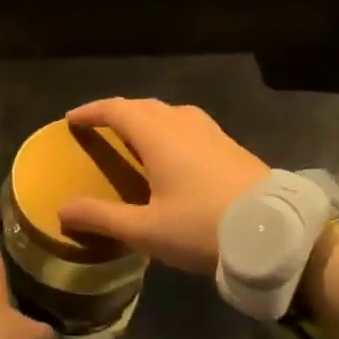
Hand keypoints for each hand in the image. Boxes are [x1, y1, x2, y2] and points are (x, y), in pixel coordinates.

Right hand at [55, 98, 269, 275]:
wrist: (276, 233)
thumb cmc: (204, 228)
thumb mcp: (146, 230)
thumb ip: (102, 218)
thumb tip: (61, 210)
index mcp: (159, 136)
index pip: (118, 109)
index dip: (92, 111)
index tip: (72, 119)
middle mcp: (184, 124)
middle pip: (143, 105)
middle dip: (117, 111)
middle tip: (98, 127)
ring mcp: (211, 132)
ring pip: (169, 111)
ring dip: (145, 116)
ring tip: (133, 135)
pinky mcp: (230, 145)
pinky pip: (188, 123)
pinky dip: (168, 126)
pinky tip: (173, 151)